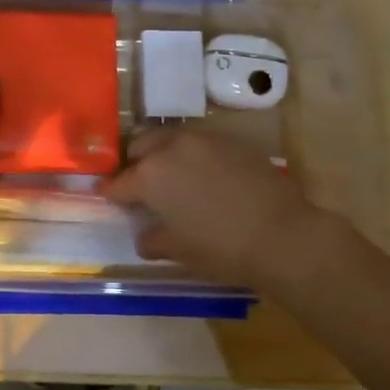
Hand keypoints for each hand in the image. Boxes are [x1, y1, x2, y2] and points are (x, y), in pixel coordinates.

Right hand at [104, 126, 335, 285]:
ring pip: (169, 138)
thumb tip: (145, 236)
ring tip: (170, 176)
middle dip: (134, 164)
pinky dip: (191, 154)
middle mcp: (171, 147)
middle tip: (140, 186)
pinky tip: (202, 175)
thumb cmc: (220, 248)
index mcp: (150, 175)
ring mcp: (203, 139)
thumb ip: (152, 239)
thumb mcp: (178, 251)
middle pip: (139, 147)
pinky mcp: (231, 140)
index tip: (108, 198)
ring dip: (162, 154)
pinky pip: (199, 142)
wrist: (282, 234)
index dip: (110, 194)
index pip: (118, 183)